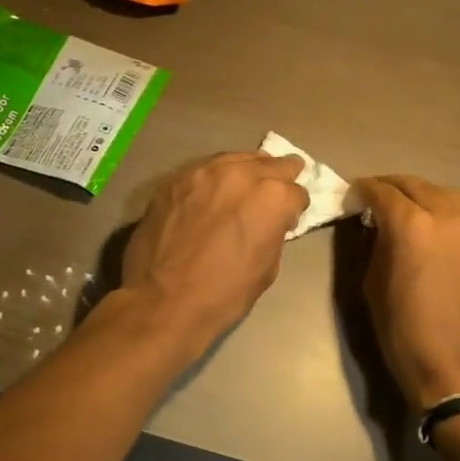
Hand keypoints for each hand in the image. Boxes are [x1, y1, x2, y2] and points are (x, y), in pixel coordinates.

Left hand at [120, 152, 309, 354]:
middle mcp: (241, 174)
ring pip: (236, 159)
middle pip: (271, 164)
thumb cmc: (223, 294)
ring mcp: (204, 172)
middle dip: (278, 178)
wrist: (162, 301)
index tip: (288, 219)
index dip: (295, 208)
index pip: (297, 191)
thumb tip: (272, 221)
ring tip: (246, 185)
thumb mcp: (267, 268)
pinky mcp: (175, 179)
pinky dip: (215, 179)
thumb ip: (274, 231)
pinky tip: (212, 194)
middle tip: (276, 191)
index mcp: (272, 197)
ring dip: (246, 171)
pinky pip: (205, 170)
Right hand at [355, 175, 459, 410]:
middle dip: (394, 187)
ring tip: (415, 208)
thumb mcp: (373, 287)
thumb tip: (380, 228)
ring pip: (452, 197)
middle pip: (419, 185)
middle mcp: (451, 217)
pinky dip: (453, 220)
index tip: (354, 196)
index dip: (363, 190)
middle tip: (379, 196)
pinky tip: (444, 238)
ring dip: (428, 196)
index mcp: (413, 225)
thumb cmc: (406, 335)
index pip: (383, 191)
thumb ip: (378, 246)